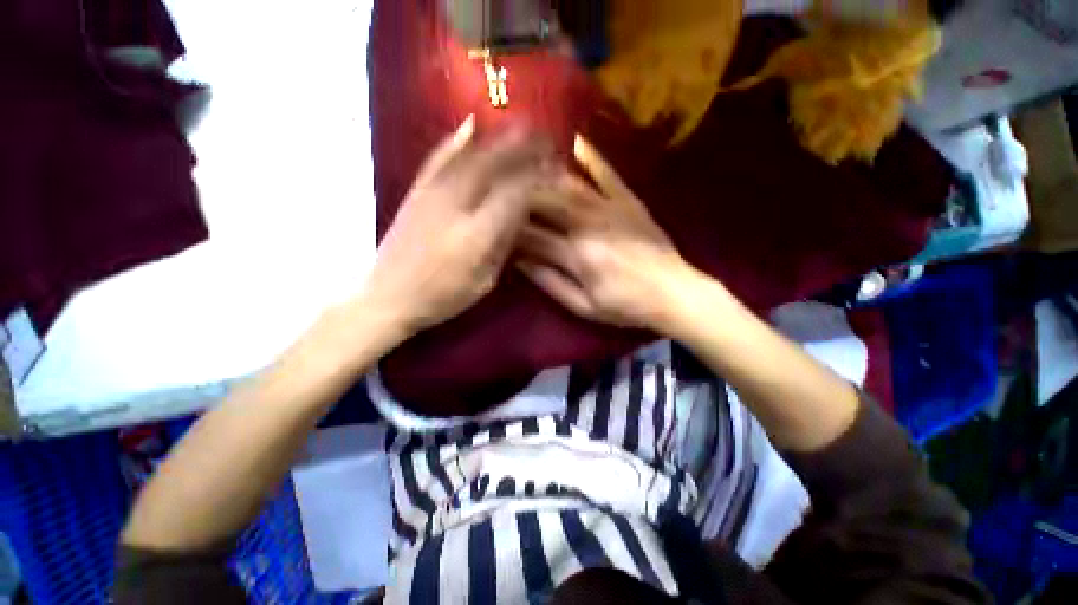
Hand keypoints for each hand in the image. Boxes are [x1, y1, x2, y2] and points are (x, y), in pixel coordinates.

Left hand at [363, 116, 553, 334]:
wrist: (389, 296)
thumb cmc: (443, 295)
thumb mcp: (485, 280)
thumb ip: (503, 245)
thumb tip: (520, 214)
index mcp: (477, 233)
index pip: (515, 193)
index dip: (538, 177)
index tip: (554, 169)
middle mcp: (455, 205)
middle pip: (494, 165)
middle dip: (523, 148)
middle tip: (543, 138)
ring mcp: (432, 194)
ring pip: (469, 156)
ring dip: (498, 139)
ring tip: (519, 128)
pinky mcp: (416, 191)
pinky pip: (439, 158)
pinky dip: (457, 140)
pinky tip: (470, 125)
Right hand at [516, 135, 693, 329]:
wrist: (674, 292)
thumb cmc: (626, 306)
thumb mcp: (584, 306)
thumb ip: (549, 283)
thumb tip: (519, 262)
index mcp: (576, 254)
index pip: (531, 236)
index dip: (508, 230)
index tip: (490, 223)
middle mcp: (588, 223)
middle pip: (544, 203)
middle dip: (518, 195)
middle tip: (499, 188)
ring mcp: (610, 207)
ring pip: (567, 185)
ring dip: (542, 174)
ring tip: (522, 163)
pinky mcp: (628, 200)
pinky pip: (607, 174)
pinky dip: (591, 156)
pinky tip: (574, 140)